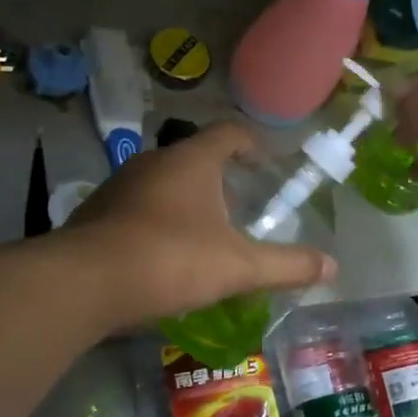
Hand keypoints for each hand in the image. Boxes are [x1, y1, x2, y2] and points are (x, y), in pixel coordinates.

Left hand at [63, 122, 335, 323]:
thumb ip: (287, 265)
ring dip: (186, 203)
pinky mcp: (94, 214)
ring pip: (162, 185)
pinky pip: (135, 209)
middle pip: (195, 159)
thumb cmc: (171, 260)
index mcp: (191, 161)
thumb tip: (333, 266)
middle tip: (242, 208)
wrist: (84, 283)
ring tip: (204, 236)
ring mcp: (118, 186)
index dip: (253, 143)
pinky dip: (155, 223)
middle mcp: (152, 162)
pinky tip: (162, 258)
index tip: (269, 162)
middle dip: (221, 180)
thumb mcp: (238, 267)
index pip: (229, 133)